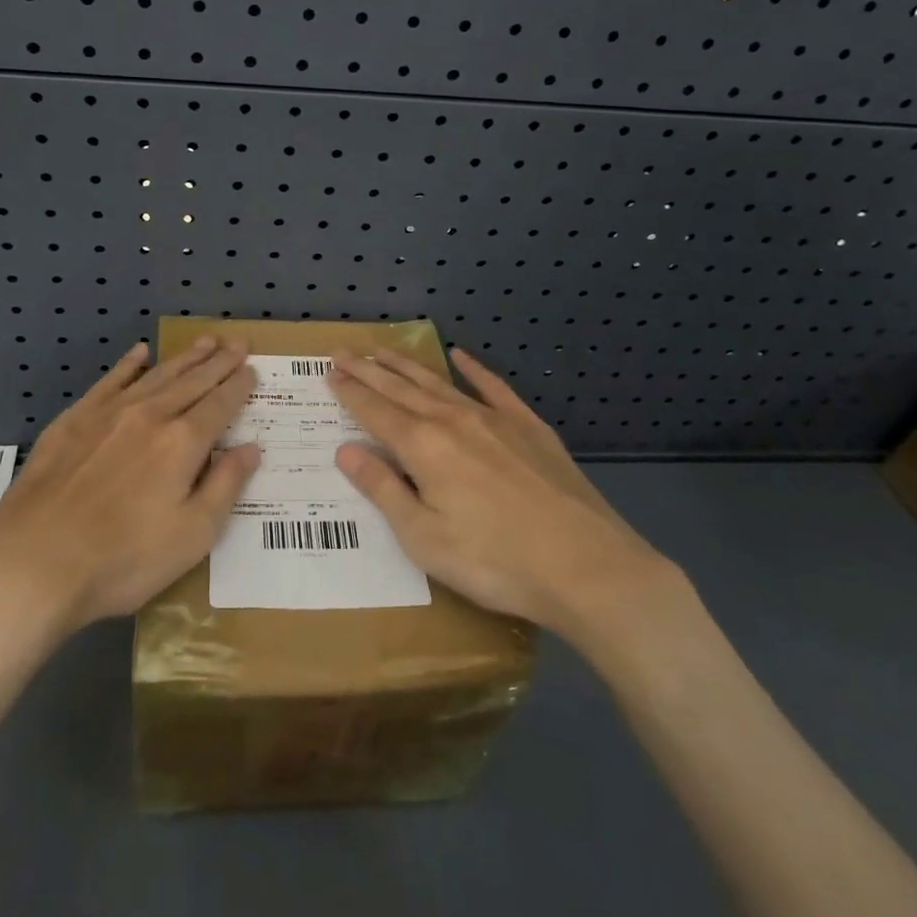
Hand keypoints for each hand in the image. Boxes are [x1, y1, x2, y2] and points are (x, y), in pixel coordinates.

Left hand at [0, 337, 258, 636]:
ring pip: (156, 375)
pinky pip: (109, 381)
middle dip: (219, 362)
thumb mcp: (192, 536)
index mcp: (182, 443)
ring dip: (184, 357)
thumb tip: (251, 448)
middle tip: (238, 343)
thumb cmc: (121, 560)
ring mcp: (108, 413)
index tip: (252, 369)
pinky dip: (128, 365)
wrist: (31, 563)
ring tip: (205, 341)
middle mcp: (150, 415)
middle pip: (193, 381)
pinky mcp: (73, 420)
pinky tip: (140, 354)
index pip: (220, 404)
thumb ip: (225, 487)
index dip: (239, 386)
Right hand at [328, 347, 685, 641]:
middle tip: (343, 350)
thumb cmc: (495, 562)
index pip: (375, 410)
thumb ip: (383, 490)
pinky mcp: (528, 426)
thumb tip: (345, 450)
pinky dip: (473, 368)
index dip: (349, 391)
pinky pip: (493, 387)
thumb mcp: (424, 539)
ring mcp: (494, 418)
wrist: (586, 566)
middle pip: (400, 388)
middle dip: (368, 369)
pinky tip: (460, 355)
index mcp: (424, 447)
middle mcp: (453, 420)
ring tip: (384, 350)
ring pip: (439, 382)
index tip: (329, 371)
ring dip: (407, 365)